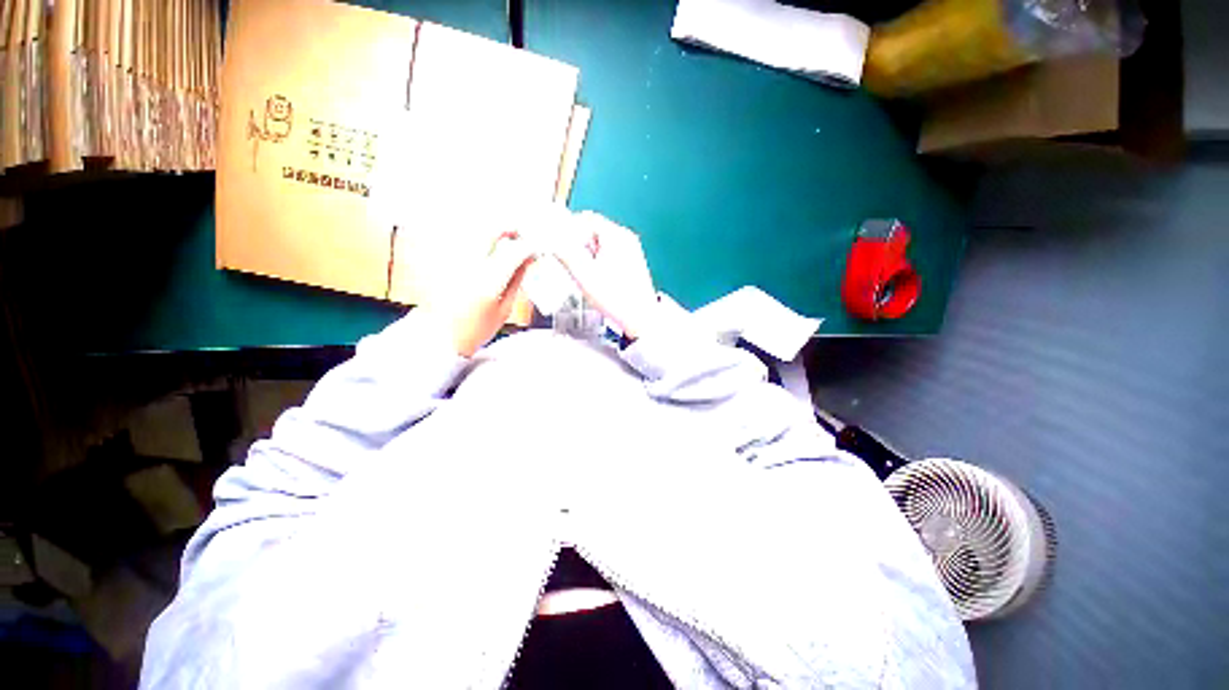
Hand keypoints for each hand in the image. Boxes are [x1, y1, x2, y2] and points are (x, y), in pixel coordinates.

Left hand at [421, 233, 535, 356]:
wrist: (438, 337)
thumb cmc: (474, 330)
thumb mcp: (505, 309)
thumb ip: (517, 280)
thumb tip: (528, 260)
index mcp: (489, 281)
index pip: (515, 251)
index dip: (531, 246)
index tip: (537, 250)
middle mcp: (470, 265)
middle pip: (492, 229)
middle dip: (511, 229)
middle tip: (522, 237)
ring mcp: (455, 260)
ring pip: (478, 231)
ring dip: (496, 234)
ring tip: (508, 244)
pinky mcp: (446, 261)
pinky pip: (467, 242)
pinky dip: (482, 242)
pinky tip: (490, 253)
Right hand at [554, 212, 657, 339]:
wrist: (640, 318)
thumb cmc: (617, 299)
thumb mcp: (583, 275)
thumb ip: (564, 254)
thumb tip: (550, 240)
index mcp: (617, 236)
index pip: (586, 219)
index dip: (568, 229)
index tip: (557, 242)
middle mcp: (626, 239)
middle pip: (593, 230)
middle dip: (577, 244)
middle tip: (569, 262)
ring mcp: (631, 251)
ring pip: (600, 244)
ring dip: (587, 254)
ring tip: (583, 274)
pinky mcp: (631, 263)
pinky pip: (608, 254)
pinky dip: (597, 261)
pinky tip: (595, 278)